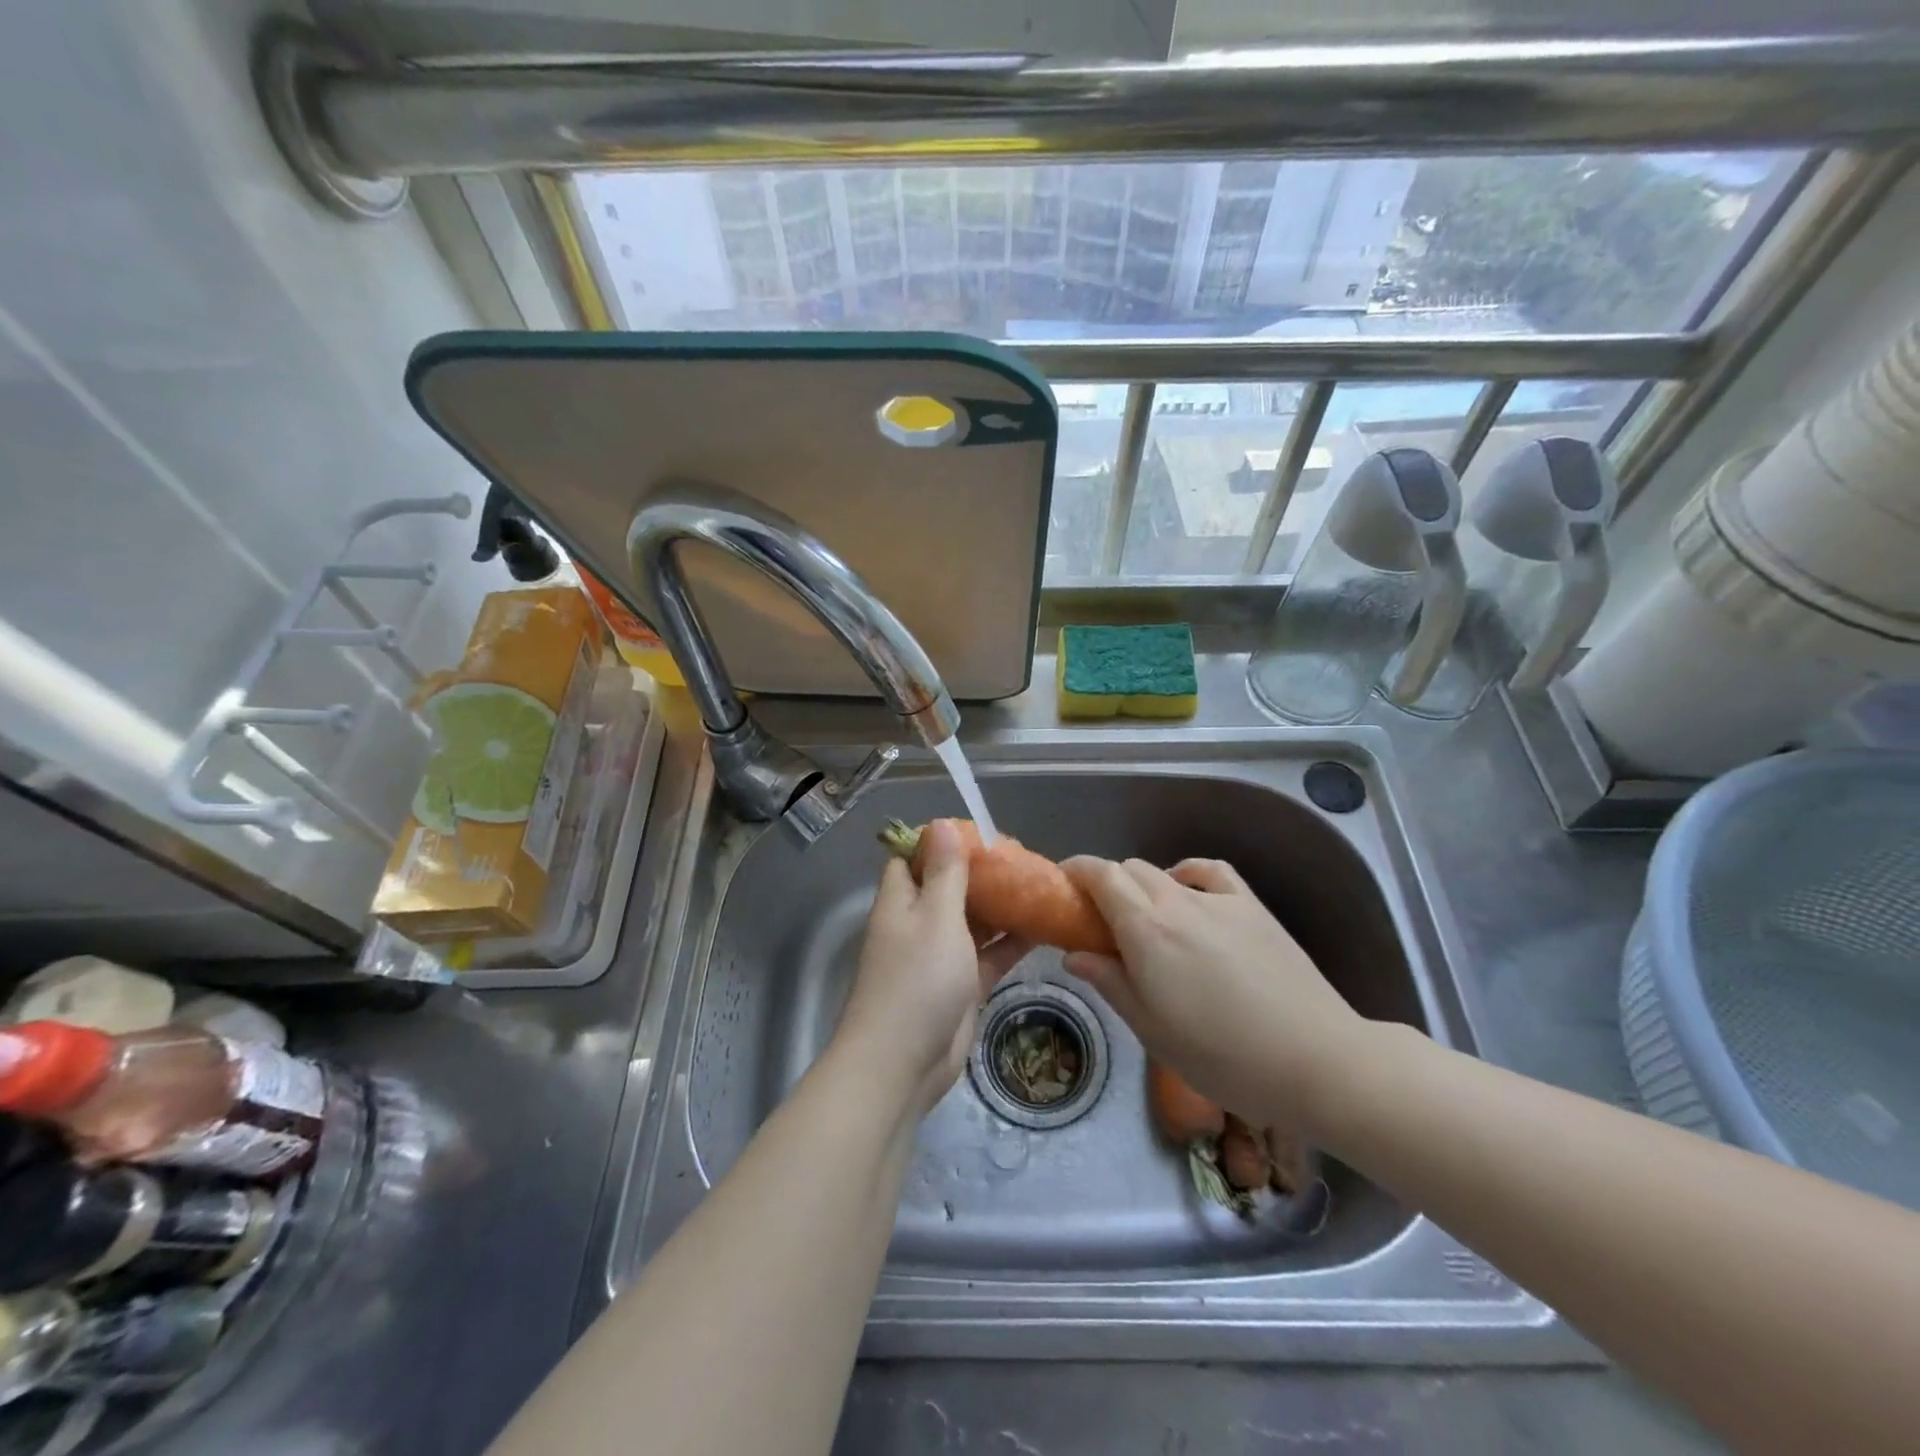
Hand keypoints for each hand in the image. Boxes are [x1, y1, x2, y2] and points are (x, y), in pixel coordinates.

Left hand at [836, 821, 1030, 1115]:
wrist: (903, 1064)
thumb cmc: (917, 980)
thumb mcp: (936, 916)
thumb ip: (945, 872)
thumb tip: (940, 823)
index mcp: (902, 900)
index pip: (914, 857)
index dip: (942, 842)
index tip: (980, 832)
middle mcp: (918, 924)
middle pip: (949, 887)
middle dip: (982, 873)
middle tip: (1023, 858)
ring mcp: (940, 957)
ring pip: (973, 921)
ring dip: (1001, 906)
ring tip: (1040, 885)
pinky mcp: (962, 986)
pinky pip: (989, 955)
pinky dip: (1011, 942)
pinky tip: (1044, 926)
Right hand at [1061, 856, 1368, 1132]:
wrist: (1314, 1061)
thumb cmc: (1221, 1056)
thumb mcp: (1151, 1029)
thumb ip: (1109, 982)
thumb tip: (1074, 953)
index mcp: (1146, 929)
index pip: (1100, 875)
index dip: (1076, 871)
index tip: (1062, 886)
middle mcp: (1177, 901)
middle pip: (1129, 869)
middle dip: (1105, 884)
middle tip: (1100, 922)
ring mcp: (1219, 900)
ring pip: (1164, 872)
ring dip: (1142, 886)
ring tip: (1145, 920)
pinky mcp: (1252, 907)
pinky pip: (1210, 872)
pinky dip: (1188, 874)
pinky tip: (1187, 893)